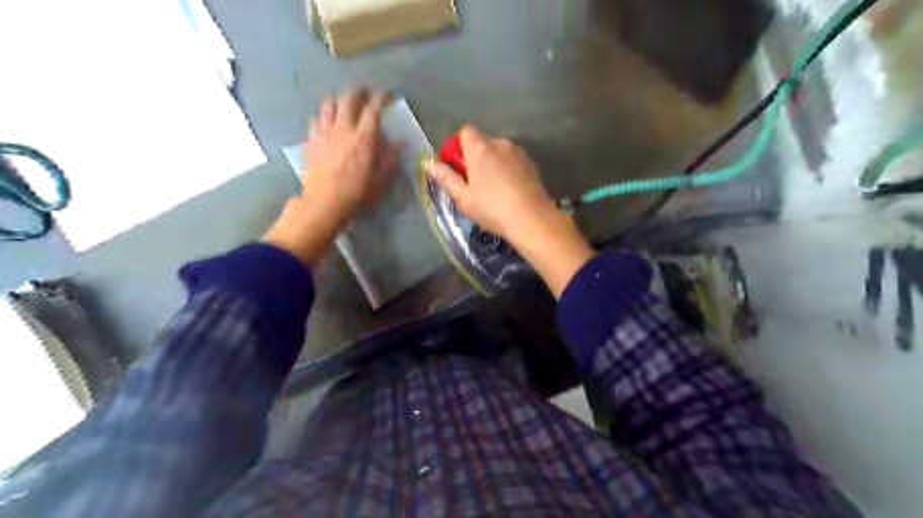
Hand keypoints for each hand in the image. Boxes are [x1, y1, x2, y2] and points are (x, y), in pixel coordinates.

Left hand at [303, 88, 395, 221]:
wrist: (324, 203)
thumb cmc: (356, 194)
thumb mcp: (380, 180)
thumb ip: (390, 159)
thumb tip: (398, 143)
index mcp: (363, 138)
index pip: (373, 110)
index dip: (381, 98)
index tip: (386, 96)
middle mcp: (343, 129)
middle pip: (348, 99)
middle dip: (358, 91)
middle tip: (365, 93)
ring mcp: (324, 132)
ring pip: (329, 104)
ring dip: (338, 100)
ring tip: (344, 104)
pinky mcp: (311, 140)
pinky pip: (315, 119)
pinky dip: (323, 116)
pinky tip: (326, 122)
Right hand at [430, 125, 593, 296]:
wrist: (533, 219)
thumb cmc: (493, 209)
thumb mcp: (463, 197)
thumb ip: (445, 177)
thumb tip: (428, 163)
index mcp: (480, 149)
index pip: (465, 132)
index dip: (458, 146)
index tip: (457, 167)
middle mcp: (500, 143)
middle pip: (482, 142)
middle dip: (475, 157)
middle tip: (473, 184)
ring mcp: (518, 152)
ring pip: (498, 152)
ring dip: (492, 164)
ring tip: (493, 190)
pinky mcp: (531, 163)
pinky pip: (512, 160)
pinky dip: (506, 169)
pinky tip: (509, 191)